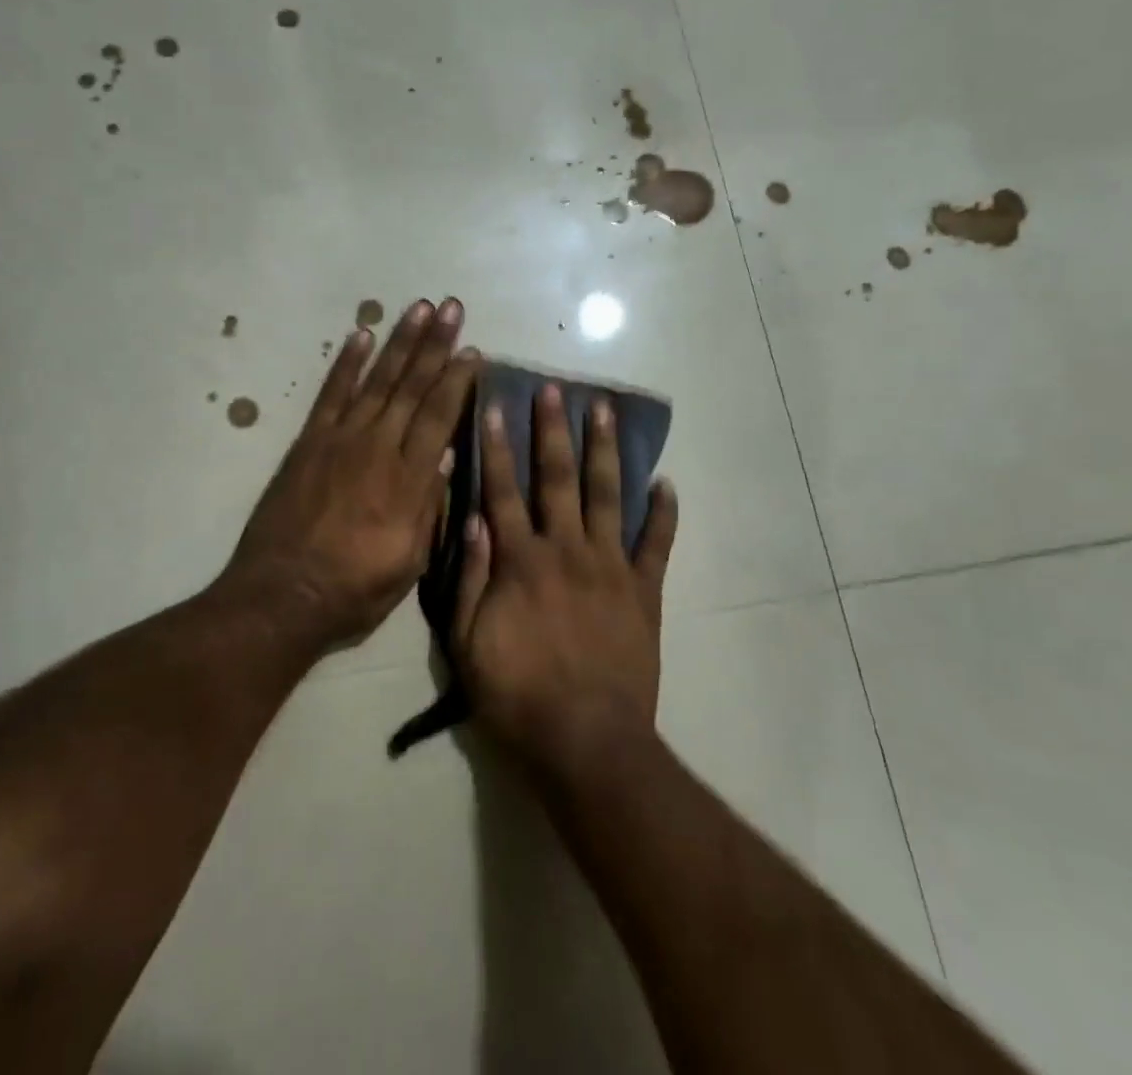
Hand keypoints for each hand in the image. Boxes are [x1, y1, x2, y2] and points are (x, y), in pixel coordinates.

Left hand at [227, 298, 479, 649]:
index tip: (472, 350)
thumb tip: (445, 456)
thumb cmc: (354, 589)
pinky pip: (330, 394)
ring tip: (418, 308)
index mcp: (408, 480)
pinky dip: (346, 364)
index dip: (457, 380)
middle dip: (435, 344)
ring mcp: (339, 440)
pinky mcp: (308, 443)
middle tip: (451, 307)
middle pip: (412, 387)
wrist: (281, 597)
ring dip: (400, 342)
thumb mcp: (409, 562)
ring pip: (377, 381)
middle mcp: (377, 448)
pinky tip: (361, 335)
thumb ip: (428, 506)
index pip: (439, 417)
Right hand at [453, 384, 678, 772]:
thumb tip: (472, 518)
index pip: (502, 490)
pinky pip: (657, 544)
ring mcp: (610, 567)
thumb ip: (470, 577)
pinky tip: (665, 482)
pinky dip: (663, 512)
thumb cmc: (516, 695)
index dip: (495, 446)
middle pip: (557, 479)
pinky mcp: (645, 591)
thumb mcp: (467, 643)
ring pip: (607, 495)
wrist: (587, 741)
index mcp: (521, 560)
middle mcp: (566, 549)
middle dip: (552, 430)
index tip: (492, 406)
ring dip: (604, 450)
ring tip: (605, 409)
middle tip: (554, 390)